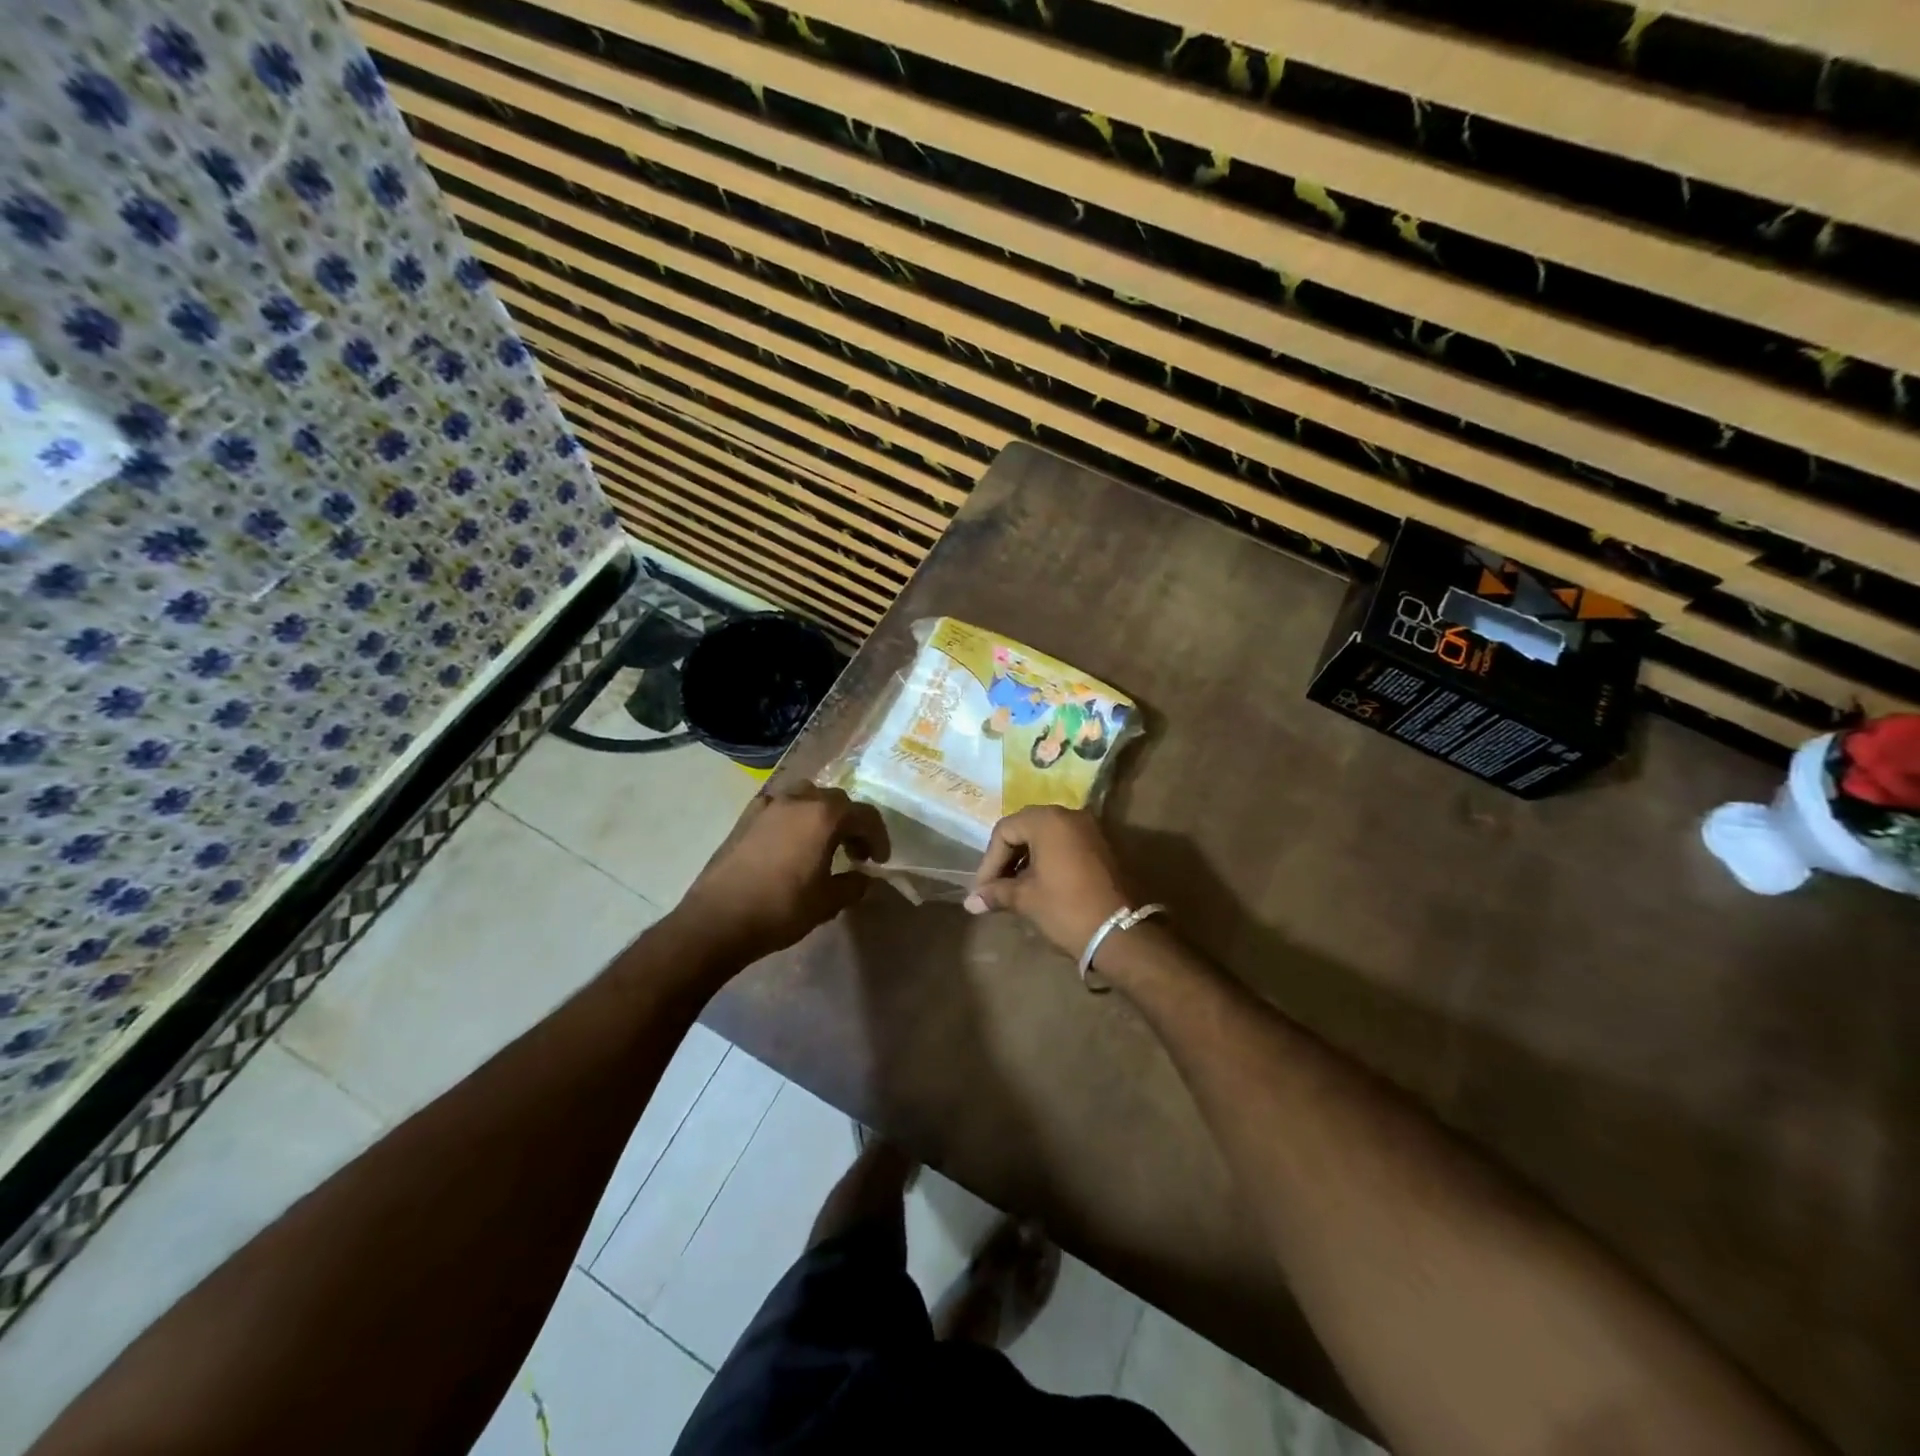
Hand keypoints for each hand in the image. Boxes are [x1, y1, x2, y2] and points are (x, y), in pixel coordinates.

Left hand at [673, 784, 890, 966]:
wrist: (718, 919)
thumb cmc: (781, 908)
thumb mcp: (828, 902)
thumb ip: (853, 885)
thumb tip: (862, 878)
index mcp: (824, 816)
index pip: (865, 815)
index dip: (878, 837)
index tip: (878, 861)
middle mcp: (798, 800)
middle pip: (837, 801)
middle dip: (852, 824)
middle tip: (855, 854)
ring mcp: (769, 805)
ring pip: (807, 797)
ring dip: (822, 815)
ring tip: (823, 843)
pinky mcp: (747, 817)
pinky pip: (780, 807)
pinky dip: (794, 818)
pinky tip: (790, 843)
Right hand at [964, 807, 1130, 958]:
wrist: (1121, 933)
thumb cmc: (1066, 909)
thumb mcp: (1026, 899)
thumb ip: (996, 893)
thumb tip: (970, 902)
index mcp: (1048, 820)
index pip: (1005, 831)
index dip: (989, 861)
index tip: (983, 889)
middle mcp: (1070, 815)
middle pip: (1025, 828)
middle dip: (1006, 857)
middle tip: (995, 886)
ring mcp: (1090, 829)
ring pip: (1046, 835)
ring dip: (1026, 858)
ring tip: (1013, 888)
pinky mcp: (1102, 846)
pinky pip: (1065, 843)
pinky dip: (1047, 859)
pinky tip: (1038, 884)